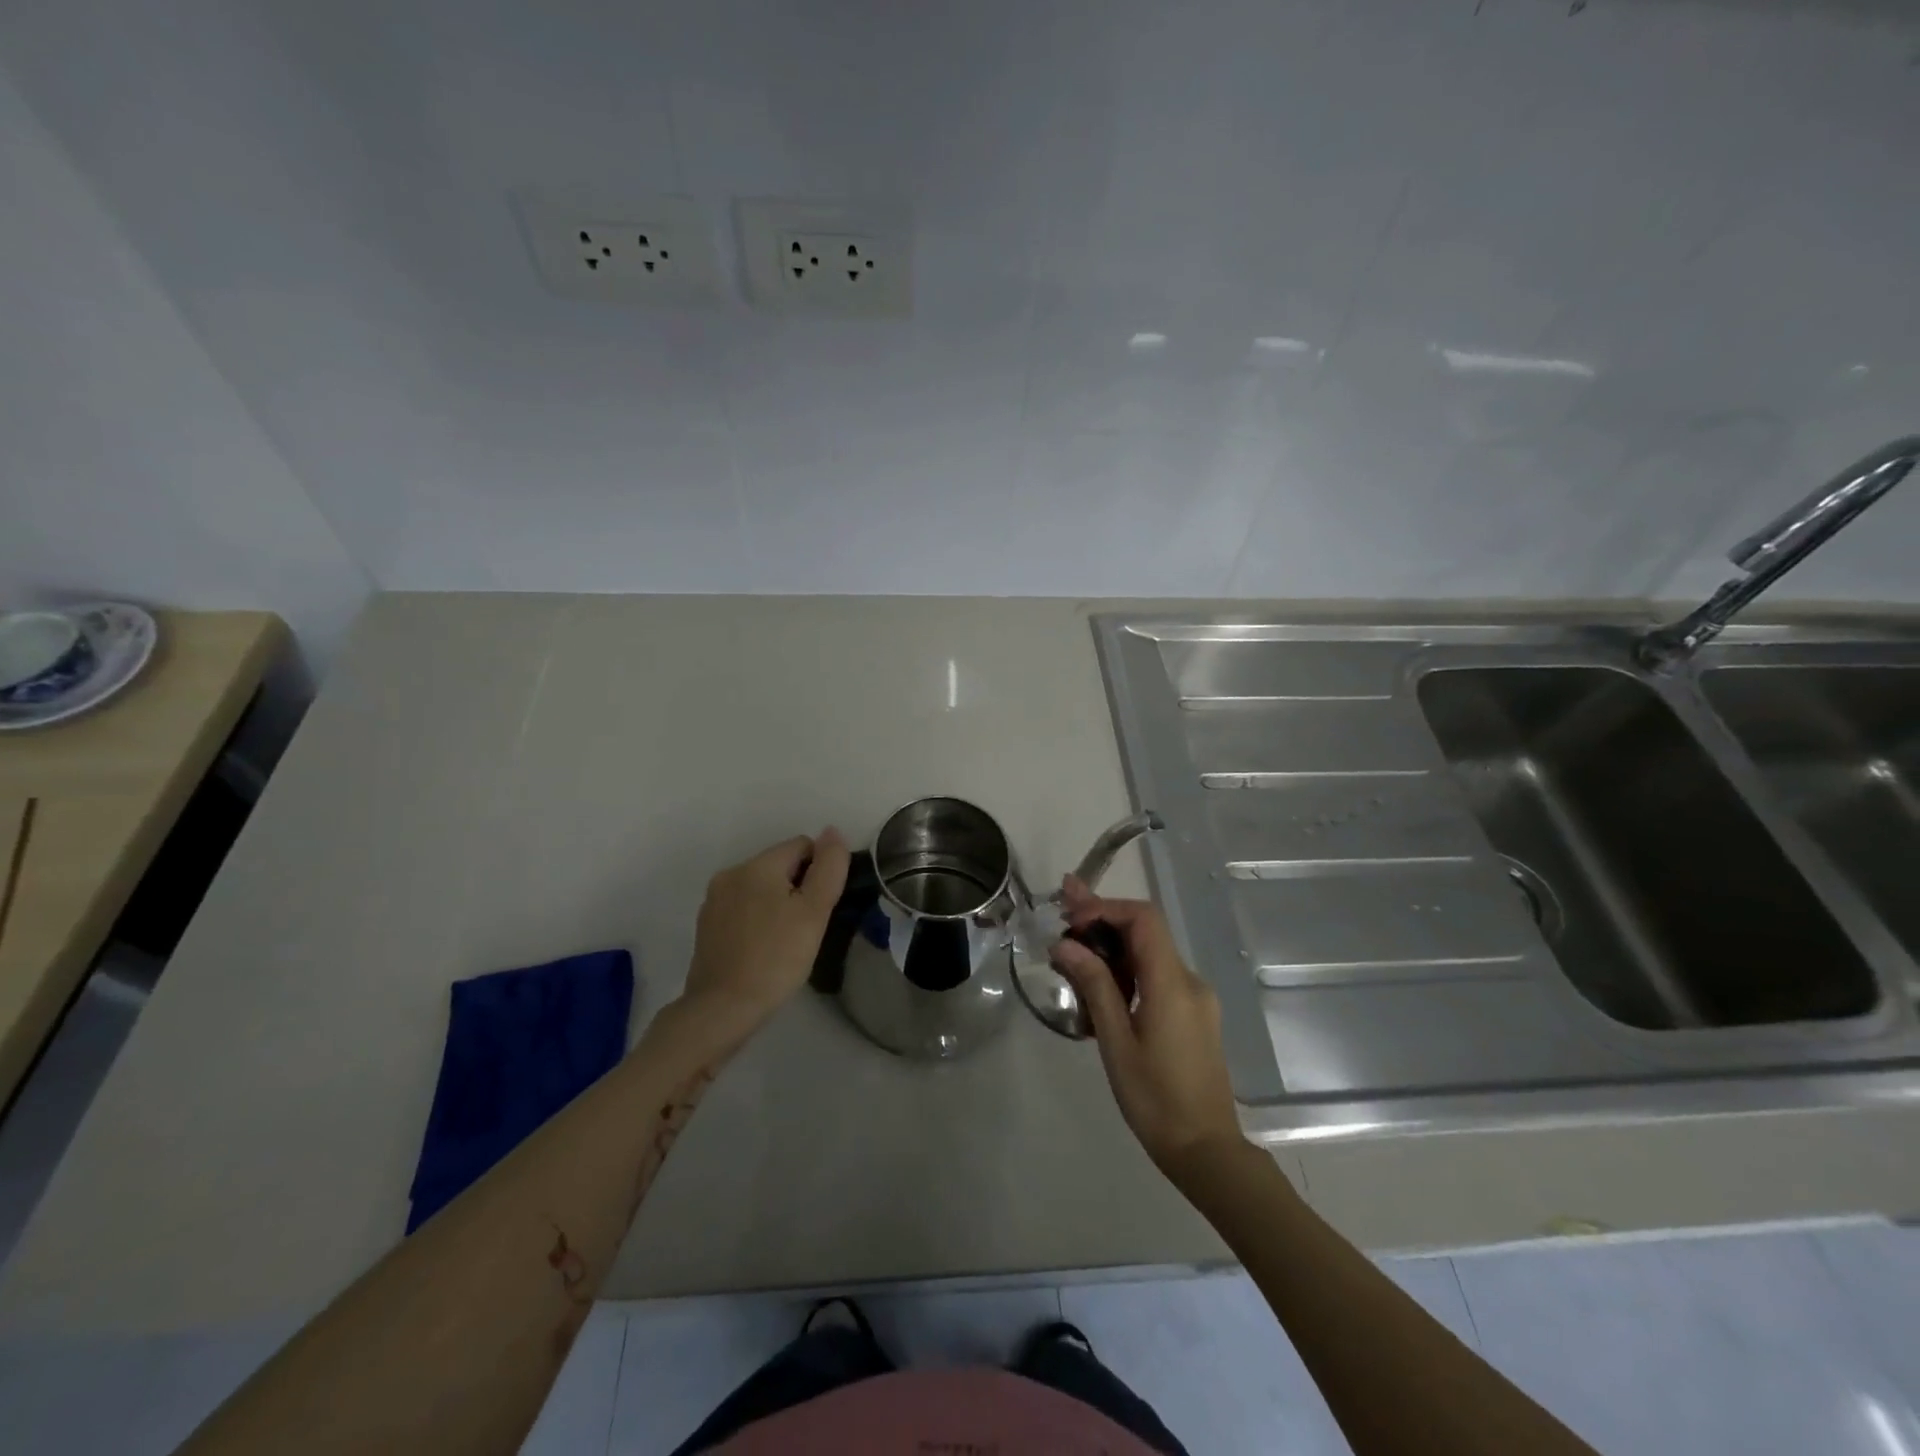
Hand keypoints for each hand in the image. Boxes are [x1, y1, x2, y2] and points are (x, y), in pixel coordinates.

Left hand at [679, 829, 850, 1042]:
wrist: (722, 1009)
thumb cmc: (776, 958)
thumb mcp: (814, 912)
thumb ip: (828, 867)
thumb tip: (833, 832)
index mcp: (757, 865)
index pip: (802, 845)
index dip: (819, 871)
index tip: (821, 907)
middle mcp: (731, 873)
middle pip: (780, 865)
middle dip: (798, 887)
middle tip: (806, 927)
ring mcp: (714, 900)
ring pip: (760, 887)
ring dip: (777, 903)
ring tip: (786, 941)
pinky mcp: (707, 925)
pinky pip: (742, 908)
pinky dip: (757, 919)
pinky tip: (763, 949)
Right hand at [1051, 876, 1244, 1177]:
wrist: (1206, 1151)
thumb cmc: (1155, 1099)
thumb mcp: (1116, 1042)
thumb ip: (1094, 986)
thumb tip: (1066, 945)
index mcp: (1172, 983)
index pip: (1143, 918)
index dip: (1105, 907)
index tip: (1070, 919)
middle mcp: (1188, 981)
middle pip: (1145, 931)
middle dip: (1102, 920)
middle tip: (1061, 913)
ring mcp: (1194, 998)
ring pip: (1149, 955)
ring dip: (1111, 950)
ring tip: (1069, 958)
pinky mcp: (1192, 1015)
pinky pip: (1156, 978)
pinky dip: (1126, 973)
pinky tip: (1097, 990)